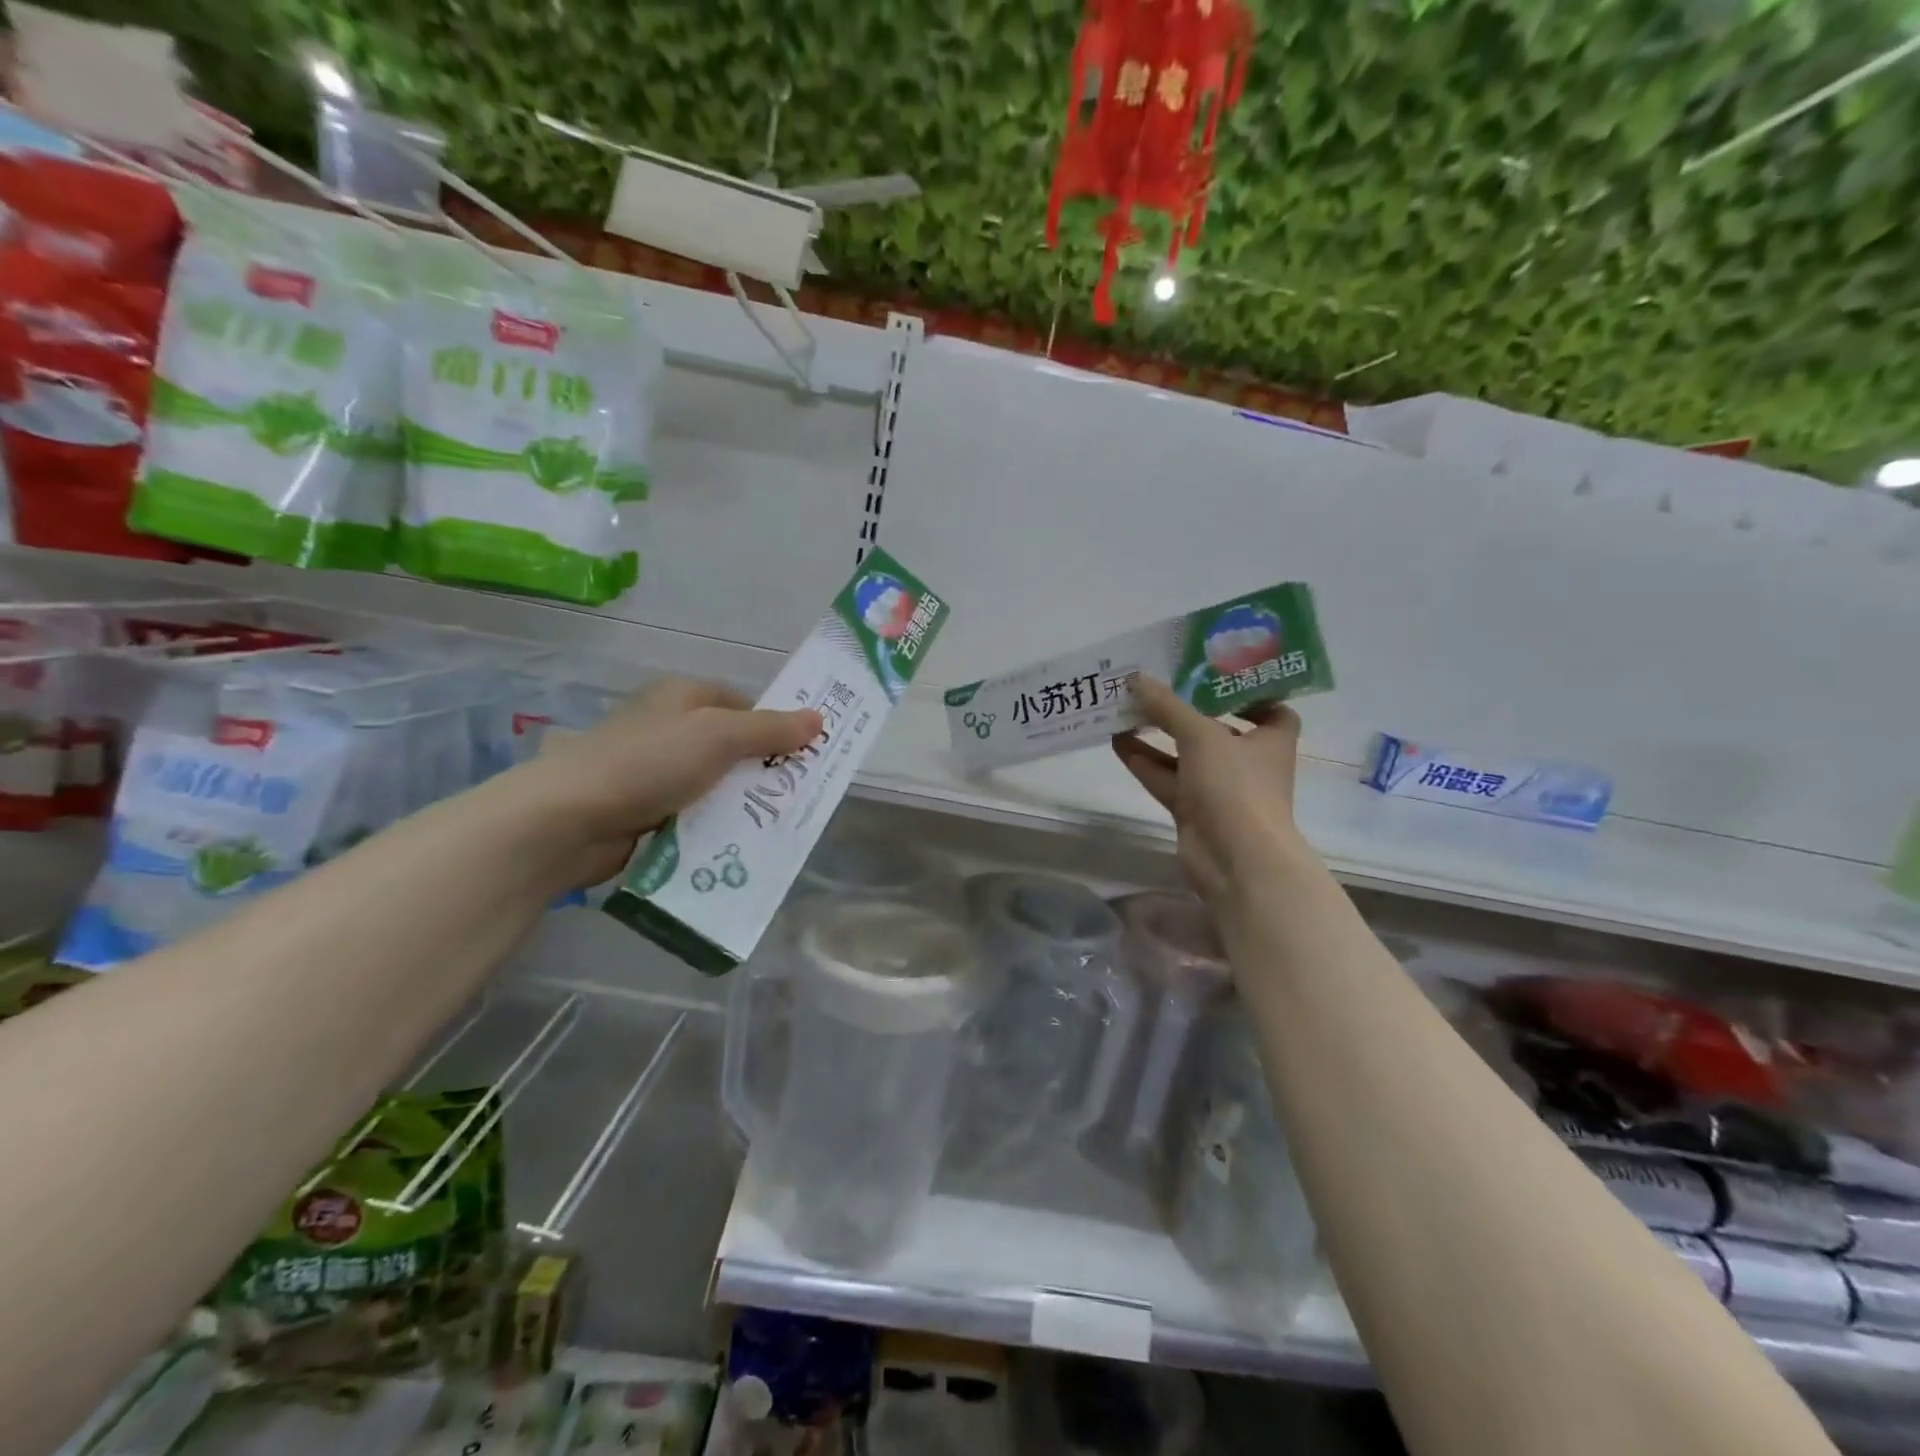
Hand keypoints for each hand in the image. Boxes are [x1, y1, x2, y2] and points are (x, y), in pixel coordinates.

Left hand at [508, 676, 821, 887]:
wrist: (569, 819)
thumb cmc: (649, 763)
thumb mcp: (720, 737)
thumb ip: (770, 730)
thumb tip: (818, 719)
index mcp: (682, 697)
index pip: (741, 704)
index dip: (773, 725)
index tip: (801, 754)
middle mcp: (667, 727)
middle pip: (729, 746)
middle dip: (760, 769)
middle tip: (795, 794)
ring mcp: (651, 770)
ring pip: (713, 783)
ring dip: (738, 803)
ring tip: (773, 824)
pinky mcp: (642, 809)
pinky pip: (692, 814)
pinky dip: (711, 826)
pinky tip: (733, 844)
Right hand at [1112, 675, 1310, 919]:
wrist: (1234, 860)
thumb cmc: (1235, 787)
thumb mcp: (1201, 735)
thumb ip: (1168, 706)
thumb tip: (1136, 678)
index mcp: (1270, 739)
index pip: (1270, 710)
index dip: (1247, 694)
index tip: (1216, 678)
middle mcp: (1248, 762)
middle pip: (1216, 729)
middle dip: (1185, 710)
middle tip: (1155, 686)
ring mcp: (1220, 789)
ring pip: (1185, 755)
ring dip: (1157, 735)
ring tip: (1124, 710)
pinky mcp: (1193, 810)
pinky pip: (1168, 779)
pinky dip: (1146, 762)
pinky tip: (1118, 741)